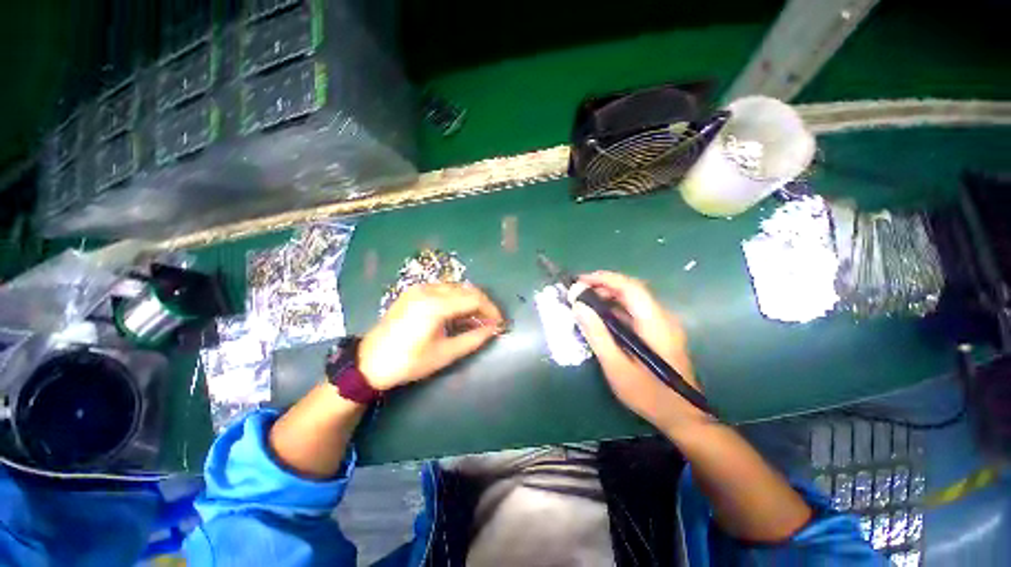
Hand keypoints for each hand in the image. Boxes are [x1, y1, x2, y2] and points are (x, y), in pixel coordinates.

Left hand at [359, 283, 504, 390]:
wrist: (368, 362)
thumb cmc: (408, 362)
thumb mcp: (444, 354)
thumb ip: (473, 339)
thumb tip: (494, 329)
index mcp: (435, 305)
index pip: (474, 299)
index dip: (491, 310)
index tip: (500, 323)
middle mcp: (428, 290)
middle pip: (467, 289)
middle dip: (483, 304)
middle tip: (491, 322)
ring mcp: (420, 288)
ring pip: (456, 287)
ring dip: (471, 300)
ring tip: (477, 320)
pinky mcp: (414, 291)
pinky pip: (444, 289)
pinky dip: (457, 299)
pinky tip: (459, 314)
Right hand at [571, 271, 704, 428]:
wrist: (683, 417)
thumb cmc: (649, 394)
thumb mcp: (616, 366)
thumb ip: (597, 334)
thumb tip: (578, 306)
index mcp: (655, 322)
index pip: (630, 287)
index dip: (604, 278)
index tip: (580, 280)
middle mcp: (662, 317)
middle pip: (631, 290)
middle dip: (603, 286)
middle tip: (578, 293)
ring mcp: (663, 324)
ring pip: (633, 300)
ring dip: (608, 296)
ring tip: (585, 303)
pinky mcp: (659, 332)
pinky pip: (635, 311)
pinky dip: (616, 308)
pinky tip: (602, 318)